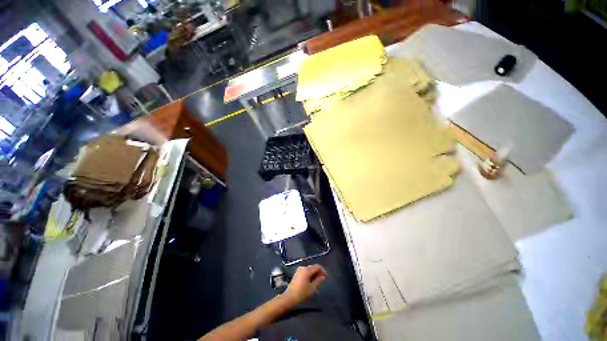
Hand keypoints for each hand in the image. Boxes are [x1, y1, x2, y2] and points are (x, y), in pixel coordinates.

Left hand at [283, 265, 326, 306]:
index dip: (322, 270)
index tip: (326, 277)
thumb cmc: (302, 293)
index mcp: (307, 269)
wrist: (289, 297)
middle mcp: (303, 267)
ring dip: (314, 274)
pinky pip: (305, 272)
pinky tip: (311, 282)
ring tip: (317, 282)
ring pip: (309, 270)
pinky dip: (309, 275)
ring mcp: (299, 270)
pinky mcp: (296, 274)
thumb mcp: (312, 288)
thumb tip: (323, 276)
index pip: (317, 266)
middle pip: (313, 267)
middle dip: (318, 272)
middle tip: (322, 280)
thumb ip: (318, 280)